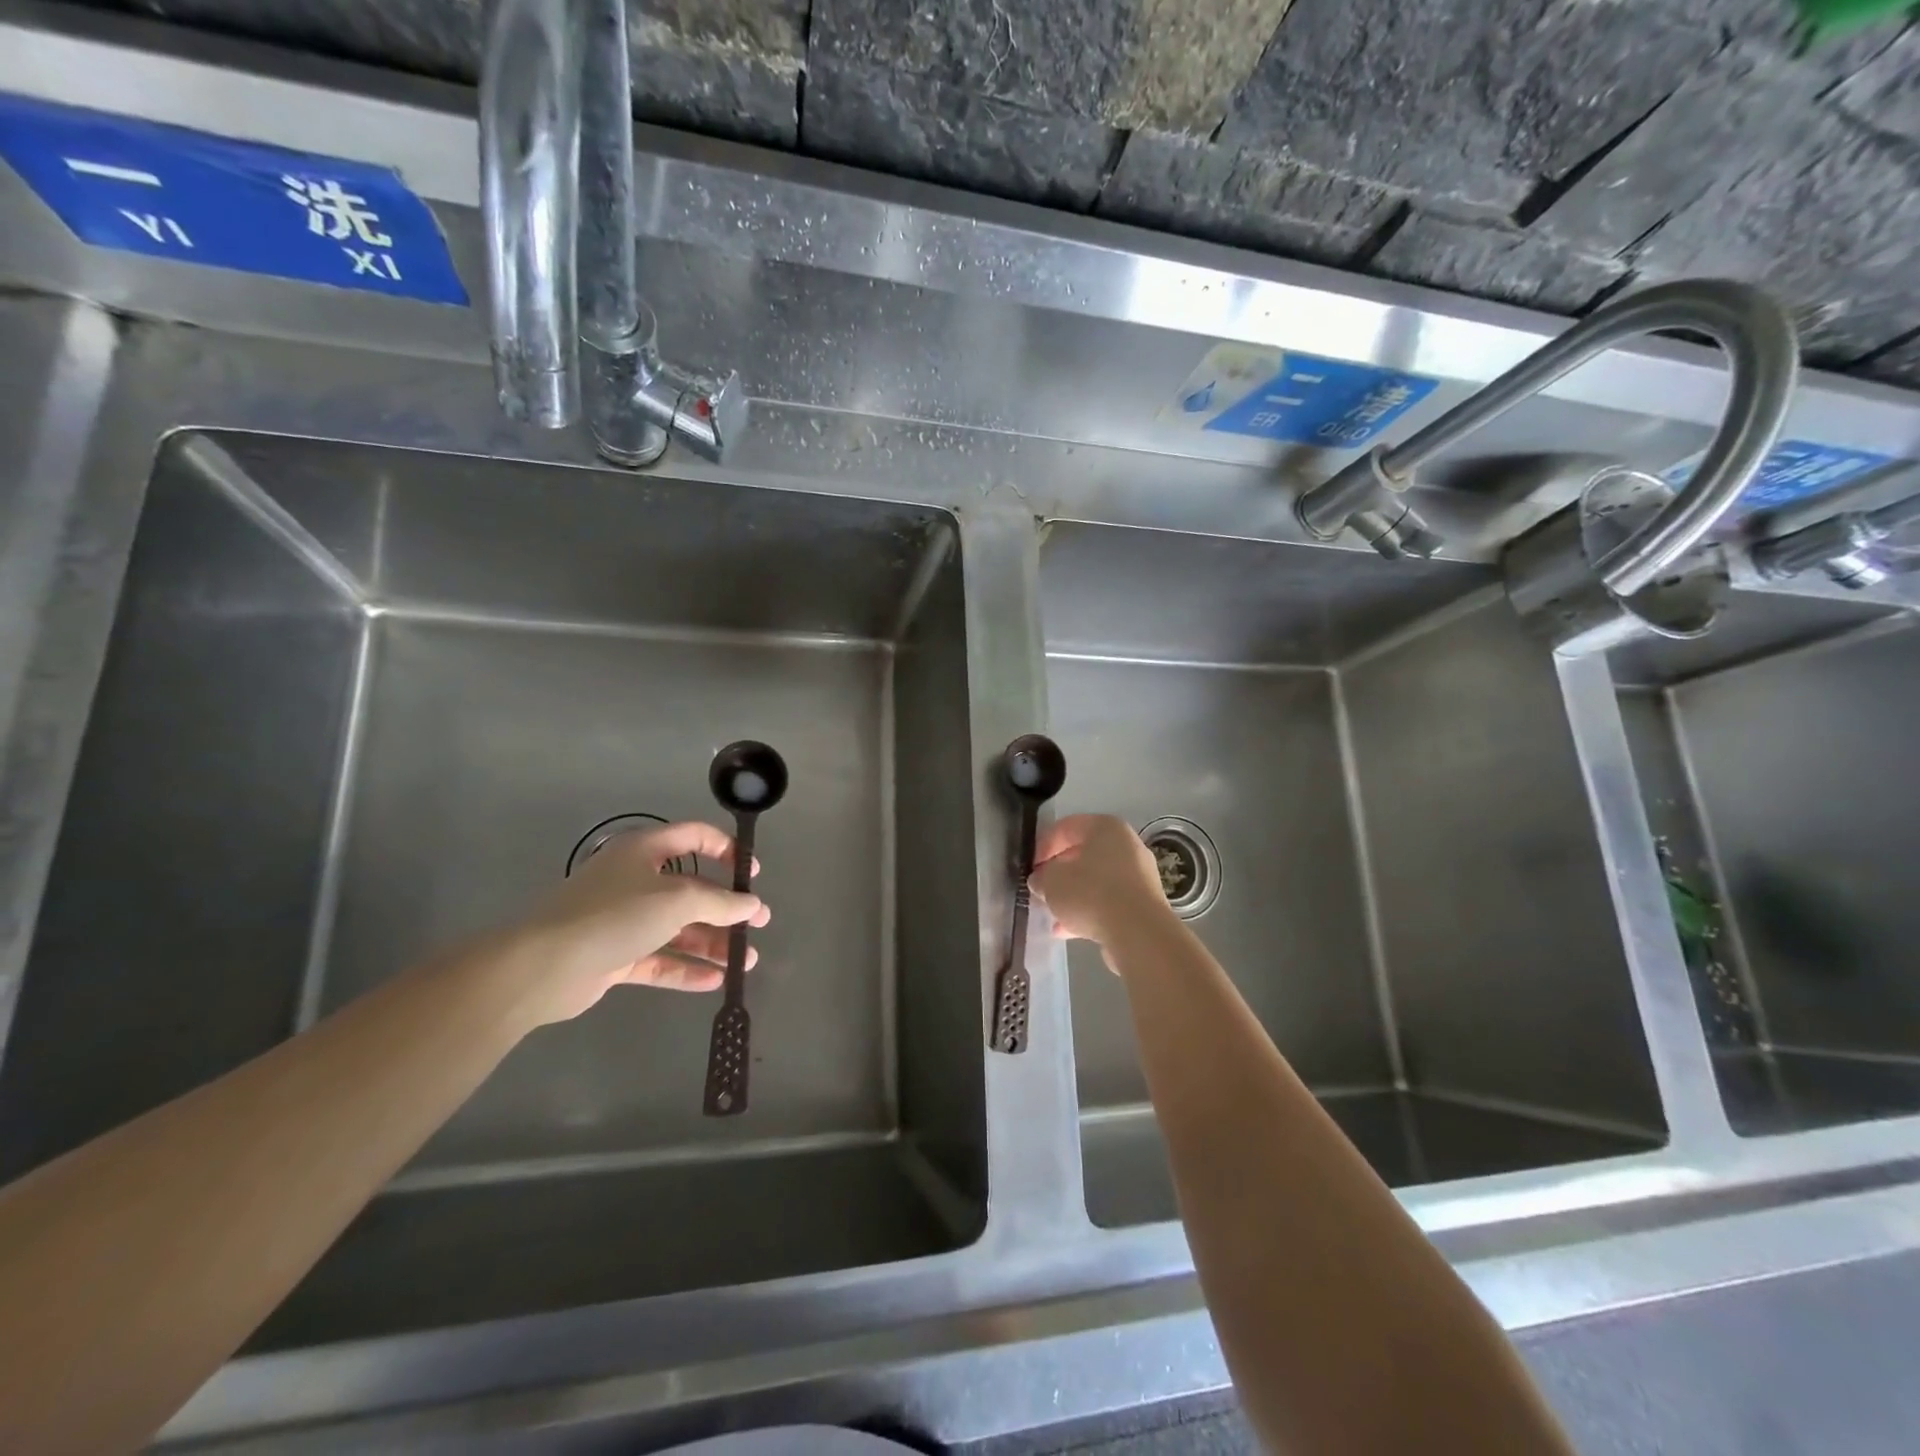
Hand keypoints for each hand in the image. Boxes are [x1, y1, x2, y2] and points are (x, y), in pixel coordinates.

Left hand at [474, 821, 769, 1026]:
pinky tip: (715, 982)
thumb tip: (752, 905)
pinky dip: (686, 968)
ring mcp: (623, 920)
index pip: (694, 837)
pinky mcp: (615, 956)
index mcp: (644, 852)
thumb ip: (720, 901)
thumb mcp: (677, 899)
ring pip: (677, 928)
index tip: (752, 872)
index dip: (727, 849)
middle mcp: (634, 881)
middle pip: (690, 890)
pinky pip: (659, 959)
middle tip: (759, 923)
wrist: (543, 967)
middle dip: (726, 908)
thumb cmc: (615, 915)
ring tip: (746, 961)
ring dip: (712, 942)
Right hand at [1031, 814, 1171, 949]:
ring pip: (1096, 880)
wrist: (1139, 933)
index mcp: (1106, 828)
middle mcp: (1127, 845)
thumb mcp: (1052, 882)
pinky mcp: (1143, 904)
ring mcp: (1139, 875)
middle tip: (1041, 888)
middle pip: (1084, 854)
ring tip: (1052, 911)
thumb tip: (1040, 880)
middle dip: (1059, 872)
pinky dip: (1089, 911)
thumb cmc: (1091, 893)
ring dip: (1073, 894)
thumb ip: (1041, 877)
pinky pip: (1109, 902)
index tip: (1030, 867)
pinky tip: (1067, 930)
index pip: (1066, 827)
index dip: (1043, 845)